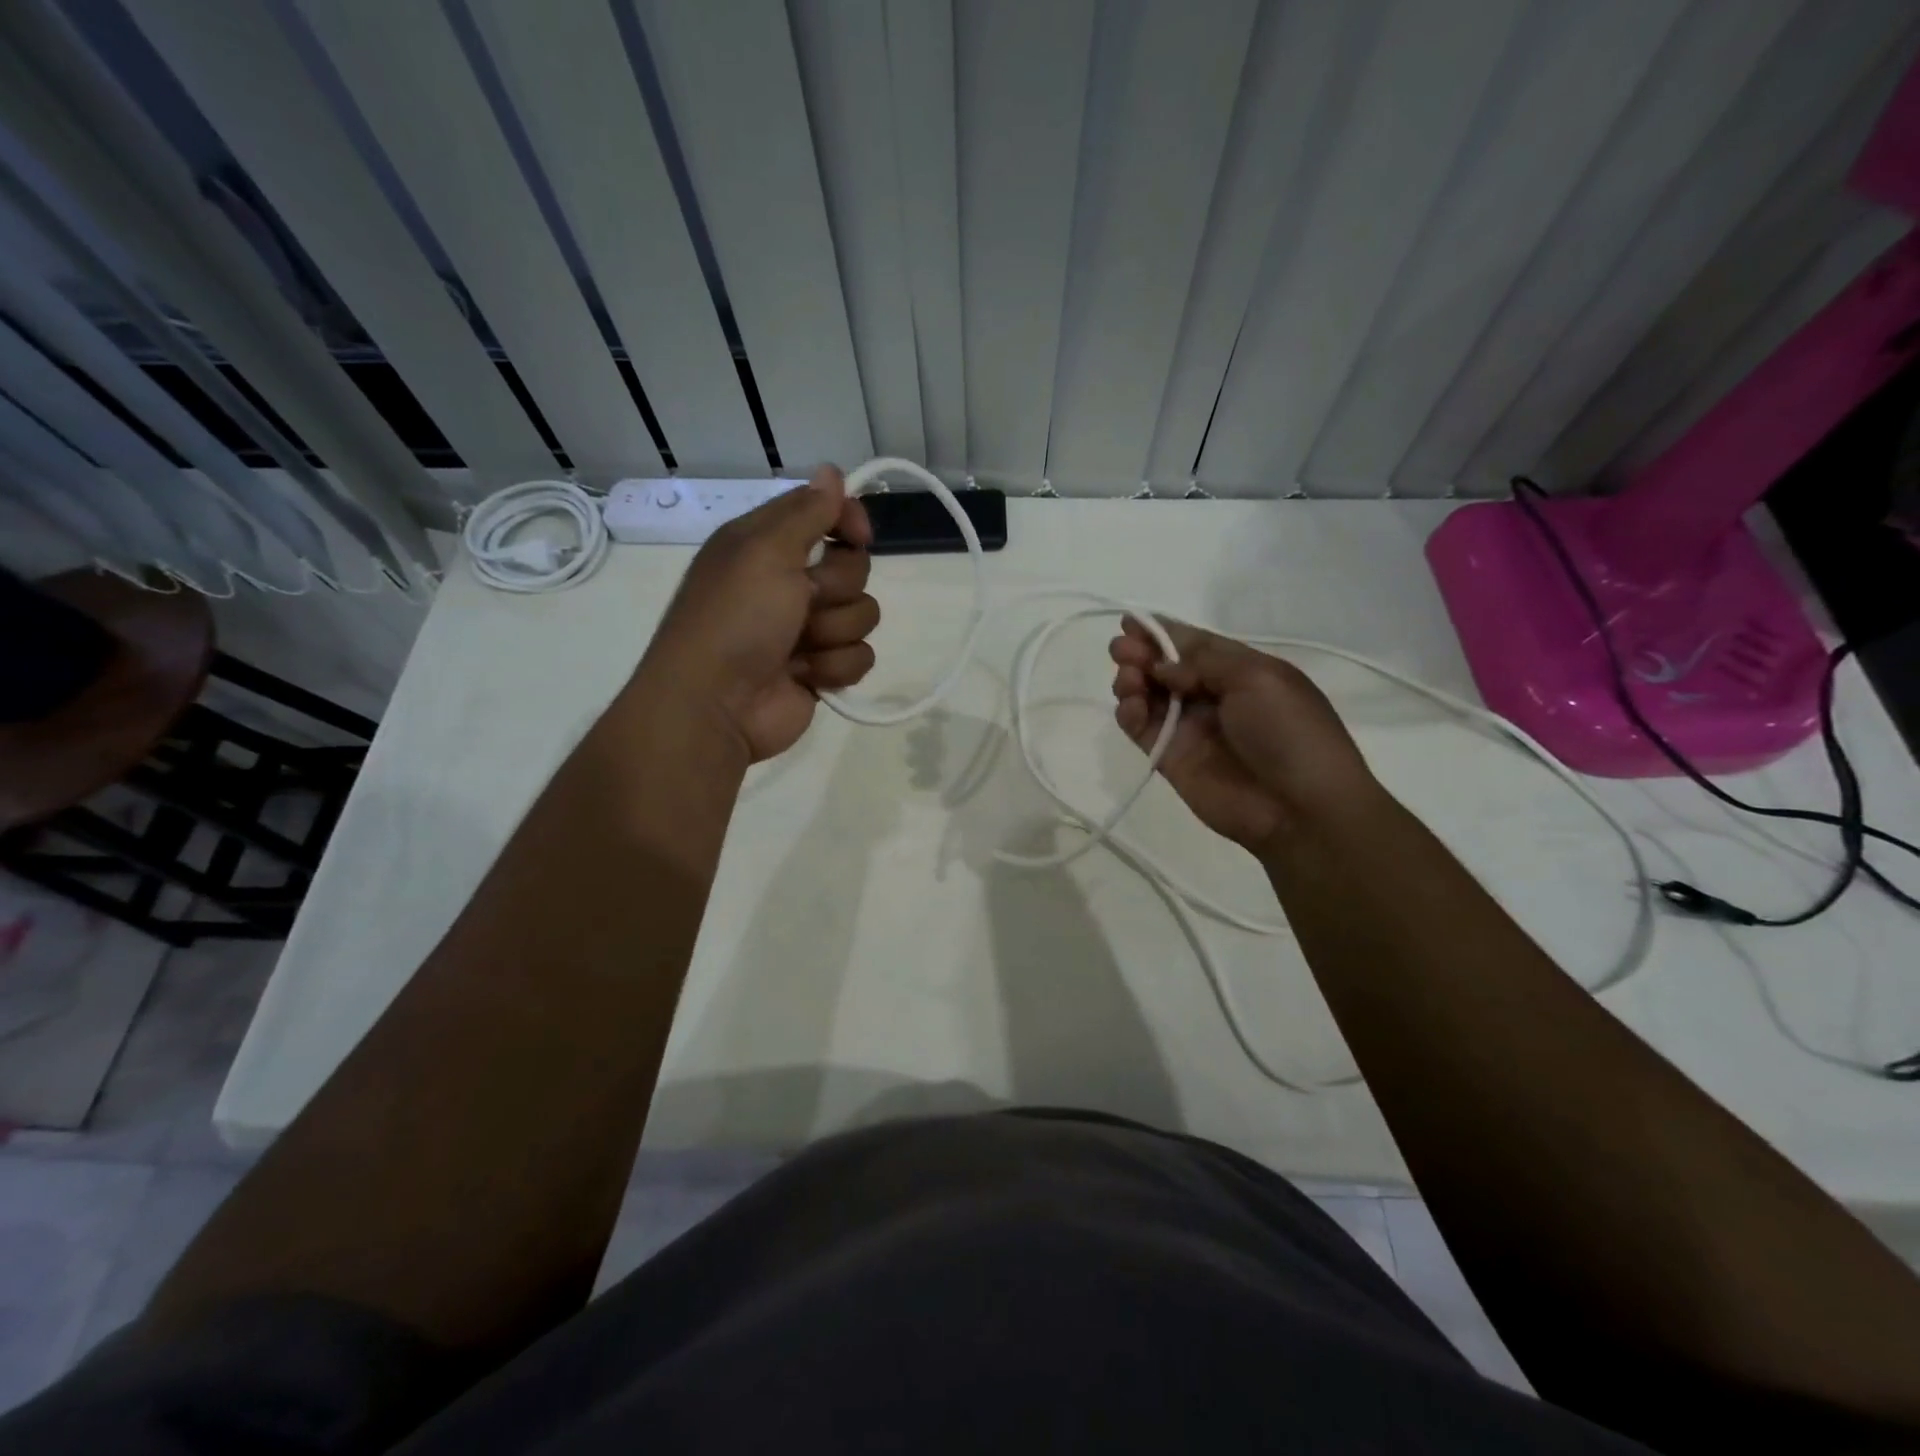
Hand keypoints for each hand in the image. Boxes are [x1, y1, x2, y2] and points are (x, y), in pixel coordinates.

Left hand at [640, 465, 876, 762]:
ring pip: (862, 614)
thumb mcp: (765, 551)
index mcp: (766, 545)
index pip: (824, 513)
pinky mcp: (821, 669)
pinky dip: (836, 667)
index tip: (857, 534)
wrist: (716, 705)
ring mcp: (807, 629)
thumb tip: (833, 471)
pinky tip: (806, 675)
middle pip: (853, 567)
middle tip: (805, 602)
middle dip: (837, 587)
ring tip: (800, 648)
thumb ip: (807, 512)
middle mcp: (788, 582)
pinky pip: (860, 655)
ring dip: (834, 632)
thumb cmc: (736, 619)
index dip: (846, 520)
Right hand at [1109, 618, 1378, 853]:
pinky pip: (1141, 728)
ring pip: (1148, 694)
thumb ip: (1204, 661)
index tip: (1130, 622)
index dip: (1162, 631)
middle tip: (1122, 650)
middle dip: (1141, 653)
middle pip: (1165, 667)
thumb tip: (1164, 666)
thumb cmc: (1288, 731)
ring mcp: (1189, 728)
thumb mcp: (1257, 678)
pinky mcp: (1170, 757)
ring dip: (1132, 679)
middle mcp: (1212, 695)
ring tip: (1130, 680)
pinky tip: (1130, 706)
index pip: (1194, 643)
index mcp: (1241, 671)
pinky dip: (1128, 712)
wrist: (1299, 807)